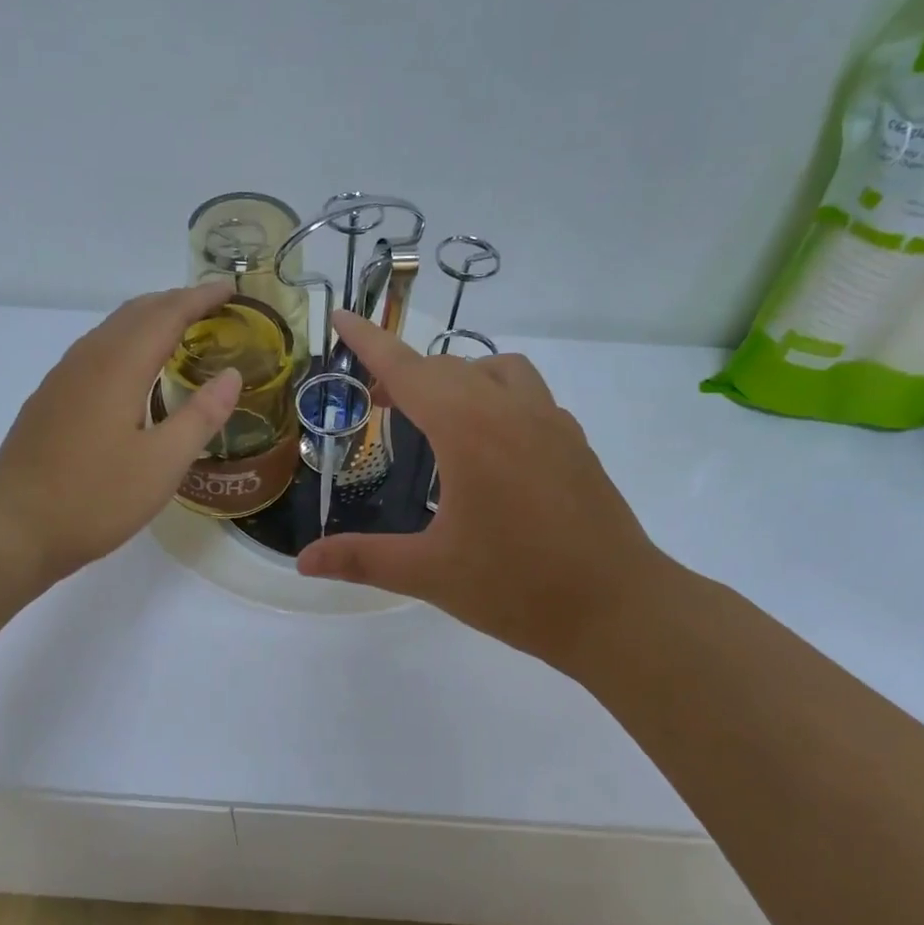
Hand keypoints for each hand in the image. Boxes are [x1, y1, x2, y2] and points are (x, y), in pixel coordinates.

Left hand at [0, 284, 241, 581]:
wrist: (14, 527)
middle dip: (176, 302)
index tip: (230, 289)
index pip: (166, 315)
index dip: (200, 298)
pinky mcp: (51, 398)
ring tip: (180, 330)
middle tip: (212, 307)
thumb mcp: (163, 464)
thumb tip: (232, 374)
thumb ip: (201, 416)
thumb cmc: (95, 498)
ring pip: (112, 329)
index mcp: (118, 367)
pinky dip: (127, 341)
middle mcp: (88, 360)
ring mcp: (63, 378)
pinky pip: (96, 350)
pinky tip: (135, 369)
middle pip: (136, 312)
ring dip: (149, 319)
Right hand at [298, 311, 672, 674]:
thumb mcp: (430, 573)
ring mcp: (551, 423)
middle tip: (375, 401)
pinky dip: (496, 397)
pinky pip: (528, 396)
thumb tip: (304, 562)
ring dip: (457, 378)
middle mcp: (511, 411)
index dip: (369, 341)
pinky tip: (490, 444)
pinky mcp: (575, 444)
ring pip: (496, 370)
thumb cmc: (518, 588)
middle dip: (405, 373)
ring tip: (435, 416)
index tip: (341, 314)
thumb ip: (362, 559)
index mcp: (469, 430)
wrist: (619, 610)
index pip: (408, 369)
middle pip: (448, 367)